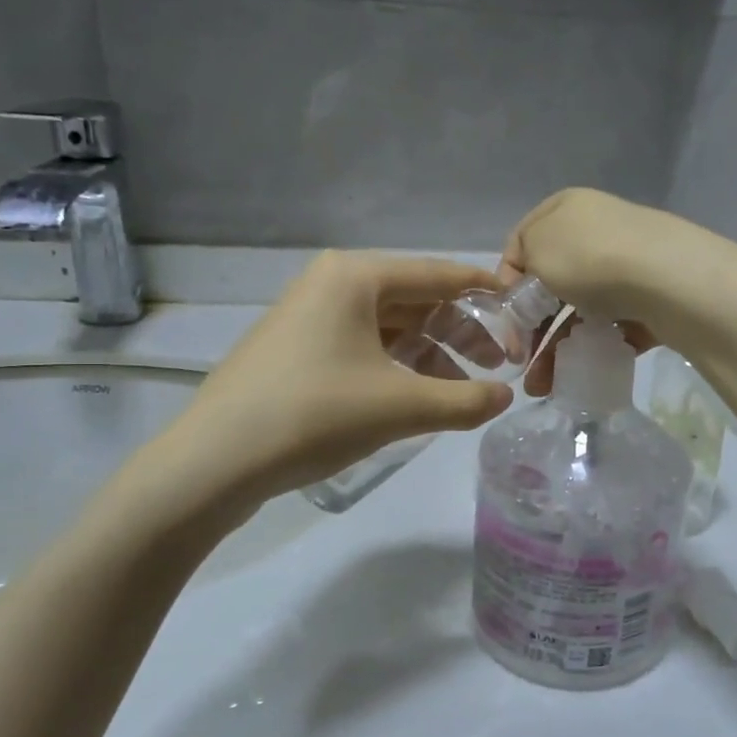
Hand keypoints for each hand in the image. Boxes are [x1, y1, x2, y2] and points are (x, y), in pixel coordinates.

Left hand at [149, 253, 514, 512]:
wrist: (214, 461)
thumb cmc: (314, 415)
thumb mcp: (401, 407)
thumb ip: (464, 400)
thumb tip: (504, 397)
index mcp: (356, 277)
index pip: (439, 275)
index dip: (486, 294)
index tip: (523, 313)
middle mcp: (331, 284)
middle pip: (415, 300)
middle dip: (460, 332)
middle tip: (499, 366)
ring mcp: (308, 317)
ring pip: (388, 327)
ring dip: (430, 355)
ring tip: (462, 391)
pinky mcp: (296, 351)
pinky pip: (362, 347)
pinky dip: (396, 367)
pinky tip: (416, 398)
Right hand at [497, 189, 734, 395]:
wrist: (669, 280)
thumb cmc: (590, 258)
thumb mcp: (536, 249)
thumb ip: (520, 266)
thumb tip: (527, 286)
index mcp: (566, 209)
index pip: (521, 244)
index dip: (506, 283)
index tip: (503, 319)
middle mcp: (597, 231)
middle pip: (552, 284)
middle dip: (530, 329)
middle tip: (519, 362)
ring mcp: (626, 266)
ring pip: (580, 312)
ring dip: (556, 349)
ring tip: (543, 386)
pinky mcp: (650, 299)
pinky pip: (613, 327)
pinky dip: (594, 349)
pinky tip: (580, 373)